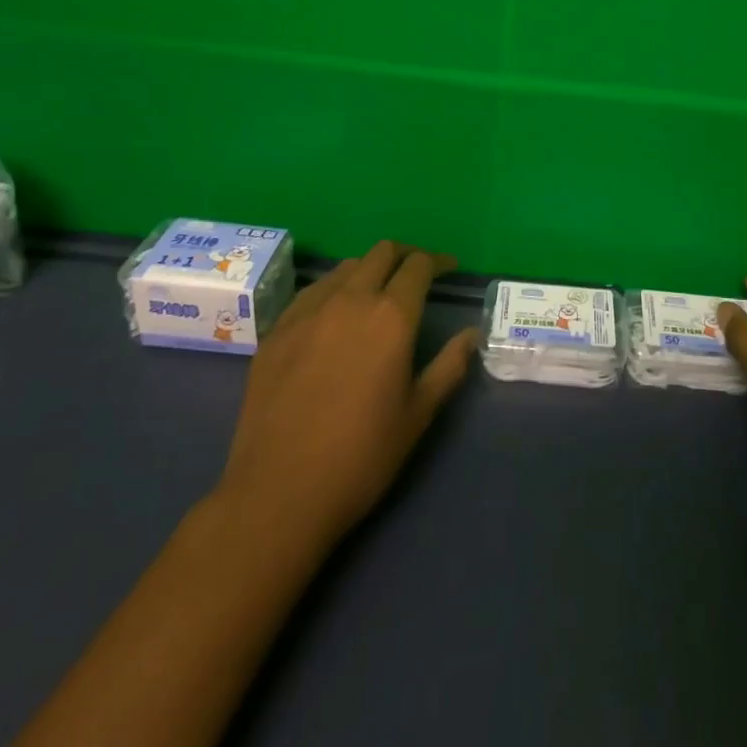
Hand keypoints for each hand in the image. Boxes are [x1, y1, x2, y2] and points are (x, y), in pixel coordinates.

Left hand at [208, 241, 480, 552]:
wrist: (278, 492)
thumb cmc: (361, 456)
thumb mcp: (418, 414)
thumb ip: (449, 366)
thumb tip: (471, 334)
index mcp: (391, 317)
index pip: (419, 266)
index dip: (438, 262)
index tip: (448, 269)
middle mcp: (350, 300)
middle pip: (381, 253)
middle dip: (404, 256)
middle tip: (415, 274)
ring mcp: (307, 312)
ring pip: (345, 268)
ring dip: (368, 271)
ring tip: (374, 295)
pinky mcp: (276, 330)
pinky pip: (311, 292)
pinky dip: (332, 291)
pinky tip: (332, 318)